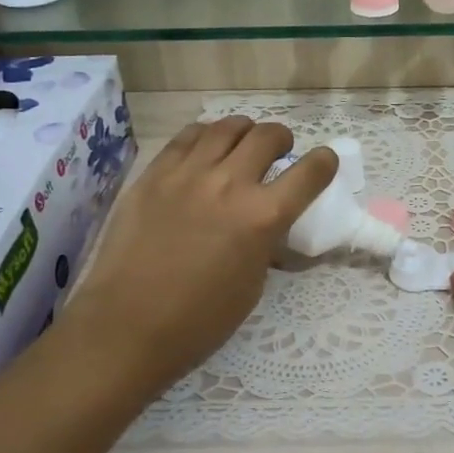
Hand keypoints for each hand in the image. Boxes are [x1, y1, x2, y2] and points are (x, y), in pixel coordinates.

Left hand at [64, 117, 337, 398]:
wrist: (128, 325)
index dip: (325, 163)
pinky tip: (205, 150)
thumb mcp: (253, 284)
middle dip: (282, 140)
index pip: (310, 172)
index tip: (324, 163)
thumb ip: (265, 242)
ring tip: (241, 146)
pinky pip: (188, 137)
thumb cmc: (199, 320)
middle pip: (268, 136)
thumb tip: (267, 224)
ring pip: (228, 127)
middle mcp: (230, 183)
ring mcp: (188, 173)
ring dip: (245, 133)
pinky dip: (206, 137)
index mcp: (263, 217)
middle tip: (278, 153)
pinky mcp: (155, 173)